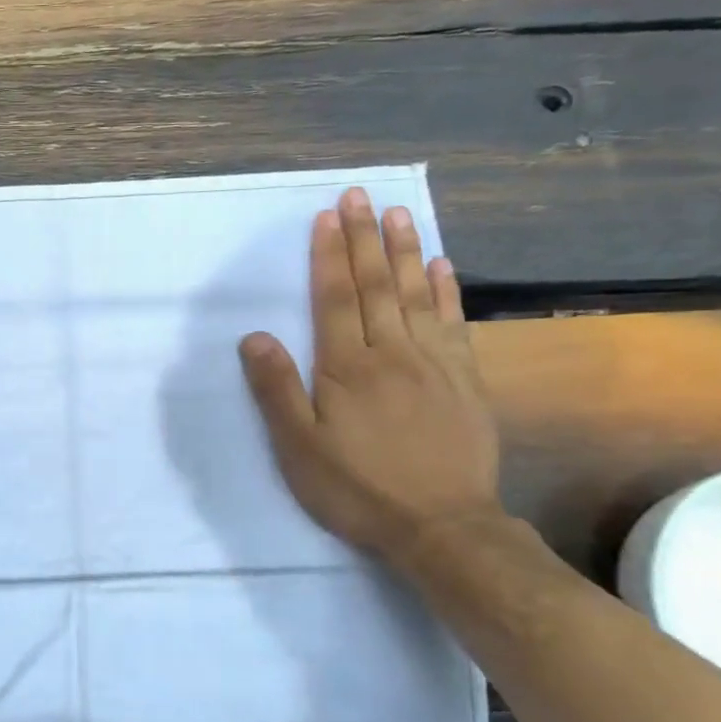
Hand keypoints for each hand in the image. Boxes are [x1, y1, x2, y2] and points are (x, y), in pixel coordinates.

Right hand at [239, 186, 501, 563]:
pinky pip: (454, 324)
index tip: (327, 216)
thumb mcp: (298, 448)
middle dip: (364, 237)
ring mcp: (434, 363)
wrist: (442, 527)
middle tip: (359, 195)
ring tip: (398, 213)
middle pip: (376, 285)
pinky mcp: (465, 381)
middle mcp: (391, 352)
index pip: (335, 298)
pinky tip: (441, 266)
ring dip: (404, 251)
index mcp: (346, 367)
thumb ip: (276, 390)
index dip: (329, 255)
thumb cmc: (357, 488)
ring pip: (416, 295)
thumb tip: (255, 336)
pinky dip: (446, 291)